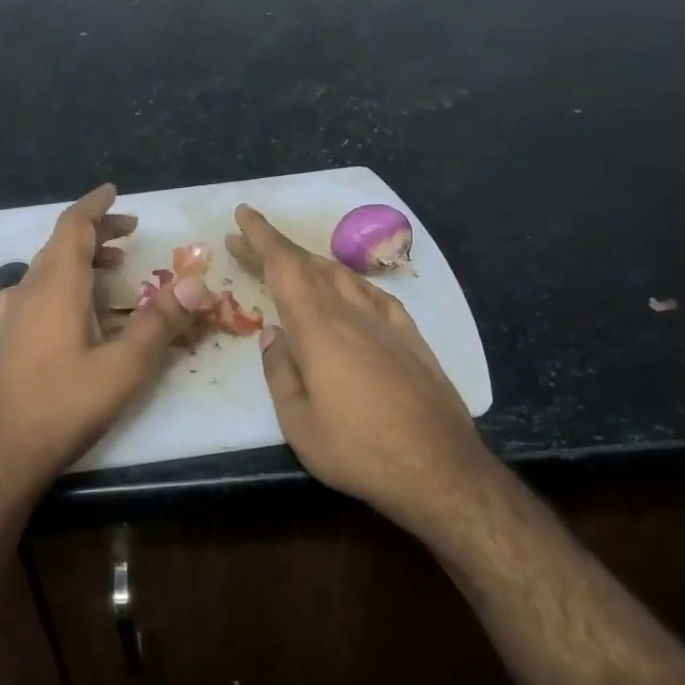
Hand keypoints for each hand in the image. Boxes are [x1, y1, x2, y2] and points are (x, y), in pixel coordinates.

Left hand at [0, 184, 209, 495]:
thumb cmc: (63, 405)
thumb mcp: (124, 367)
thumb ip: (161, 322)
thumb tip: (197, 284)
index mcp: (57, 285)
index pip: (74, 226)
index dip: (95, 205)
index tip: (115, 192)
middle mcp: (29, 289)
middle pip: (61, 244)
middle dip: (96, 233)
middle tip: (130, 233)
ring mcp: (11, 314)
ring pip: (47, 268)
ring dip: (80, 258)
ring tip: (113, 268)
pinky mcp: (4, 338)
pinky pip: (36, 292)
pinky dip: (63, 283)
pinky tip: (76, 309)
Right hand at [227, 205, 489, 533]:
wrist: (440, 470)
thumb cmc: (358, 450)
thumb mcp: (298, 422)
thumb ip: (280, 372)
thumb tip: (272, 335)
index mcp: (319, 328)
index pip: (284, 267)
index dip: (261, 238)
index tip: (243, 214)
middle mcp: (352, 313)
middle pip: (309, 266)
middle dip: (276, 248)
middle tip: (247, 240)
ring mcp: (387, 323)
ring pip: (342, 276)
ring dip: (310, 262)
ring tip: (289, 262)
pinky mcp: (412, 339)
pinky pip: (374, 295)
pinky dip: (350, 283)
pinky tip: (348, 289)